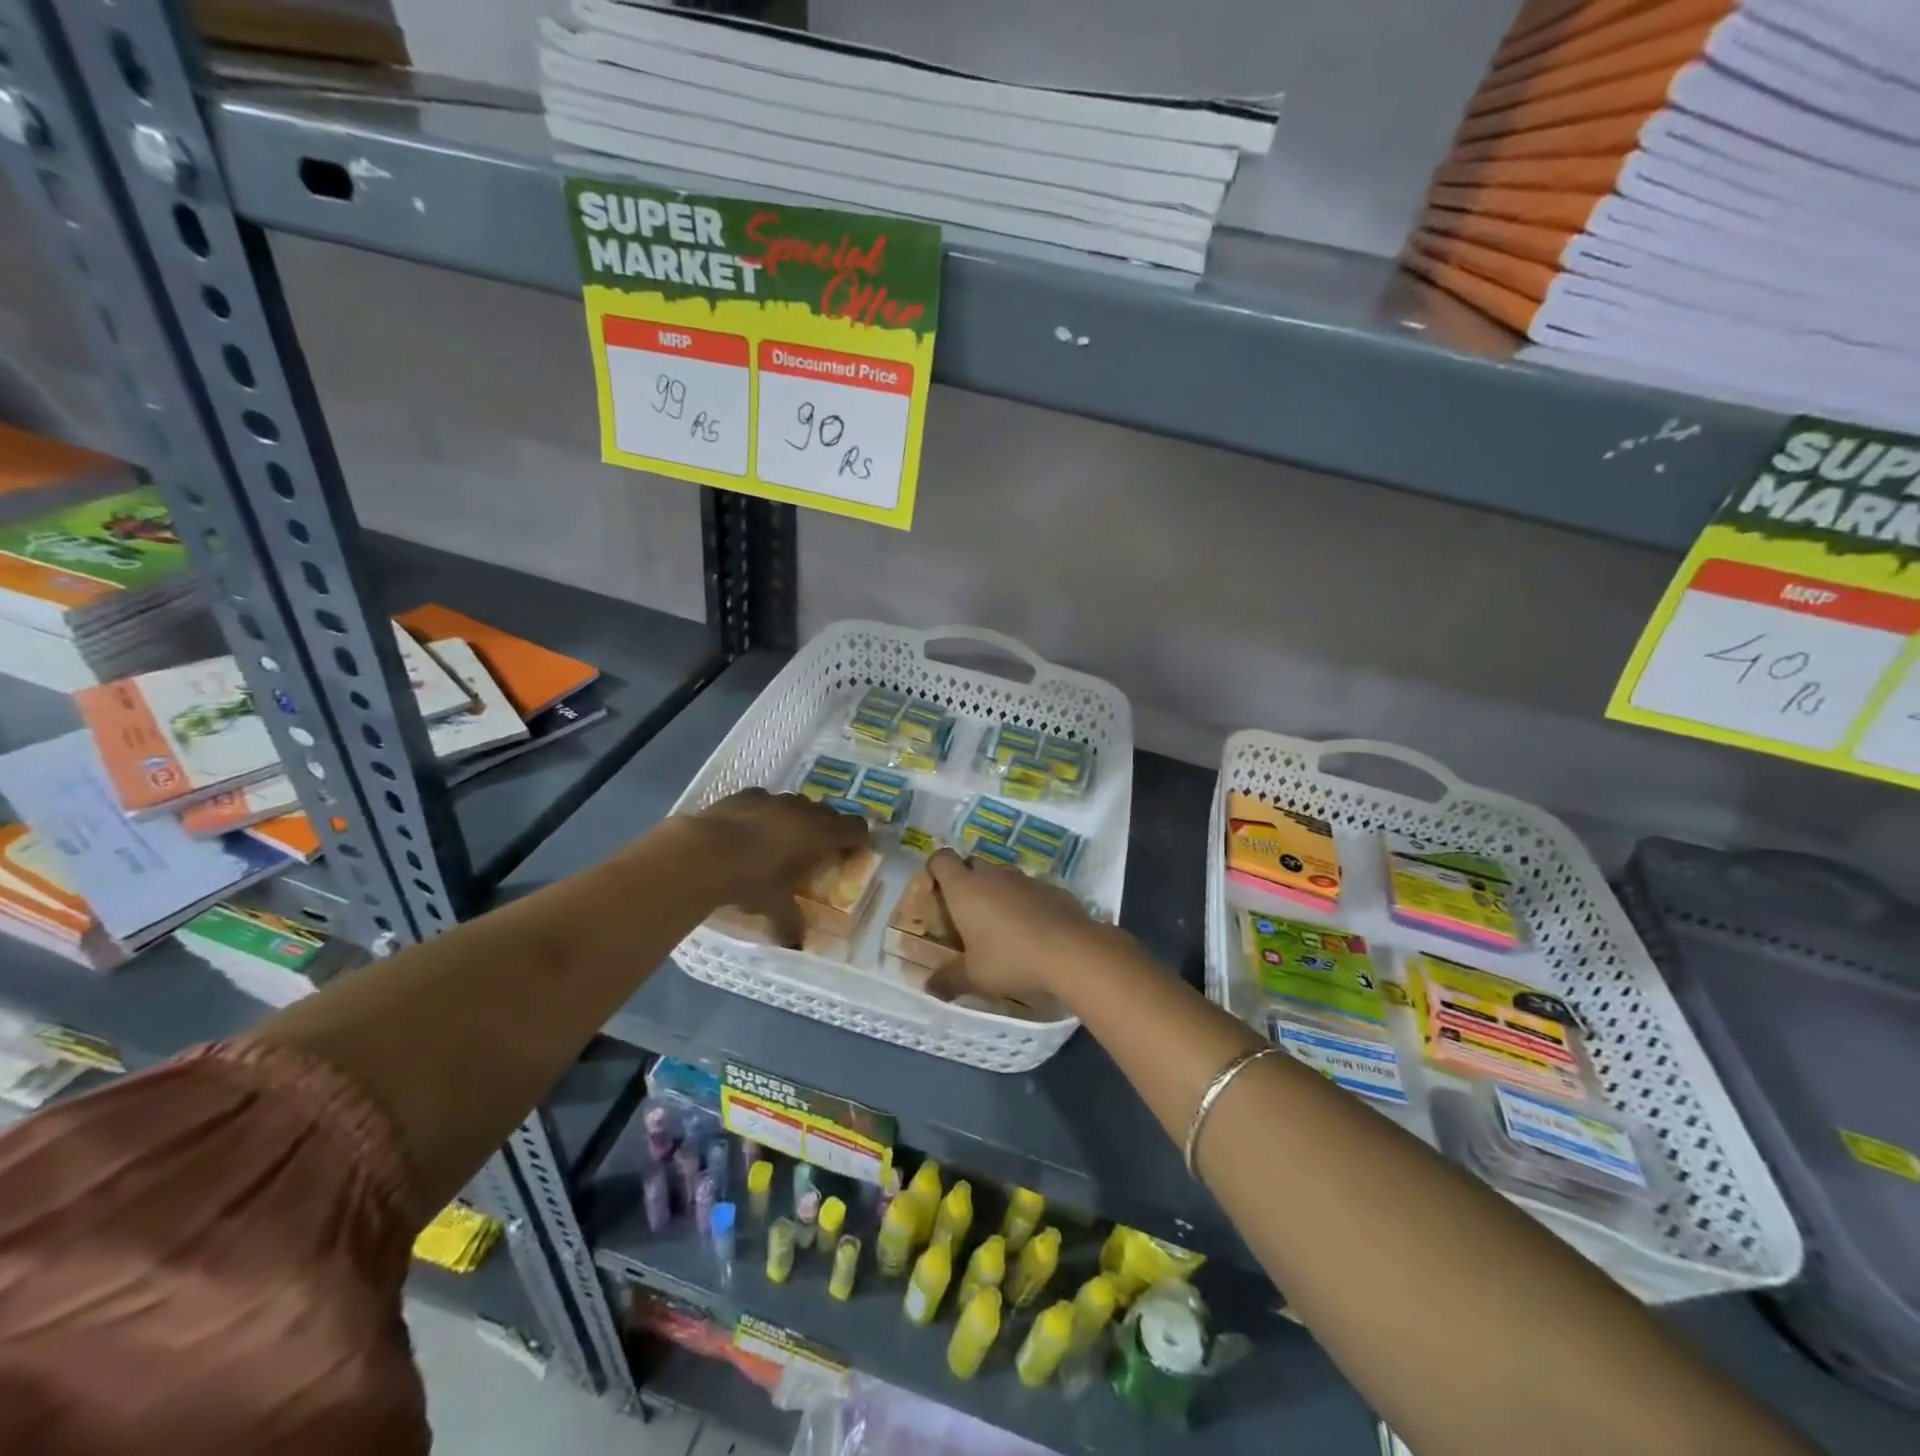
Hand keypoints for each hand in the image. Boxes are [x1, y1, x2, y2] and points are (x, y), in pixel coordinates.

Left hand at [681, 789, 868, 942]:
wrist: (703, 853)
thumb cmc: (751, 880)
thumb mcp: (774, 906)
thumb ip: (790, 922)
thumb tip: (796, 944)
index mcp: (819, 834)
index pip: (855, 828)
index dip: (858, 839)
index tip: (853, 851)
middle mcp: (802, 810)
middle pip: (827, 814)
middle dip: (826, 830)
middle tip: (816, 851)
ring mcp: (772, 799)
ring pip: (795, 805)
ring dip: (795, 819)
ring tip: (781, 841)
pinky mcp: (744, 795)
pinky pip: (764, 801)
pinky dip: (764, 813)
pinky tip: (749, 830)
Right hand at [925, 848, 1120, 1008]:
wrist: (1071, 951)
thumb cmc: (1010, 959)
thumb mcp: (974, 977)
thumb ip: (948, 980)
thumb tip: (929, 987)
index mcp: (965, 888)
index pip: (942, 859)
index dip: (936, 869)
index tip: (936, 889)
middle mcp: (993, 874)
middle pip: (972, 864)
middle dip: (967, 882)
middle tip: (967, 913)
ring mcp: (1025, 878)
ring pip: (1003, 876)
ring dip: (998, 892)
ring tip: (1001, 925)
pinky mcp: (1052, 887)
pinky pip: (1030, 889)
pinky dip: (1025, 902)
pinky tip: (1033, 930)